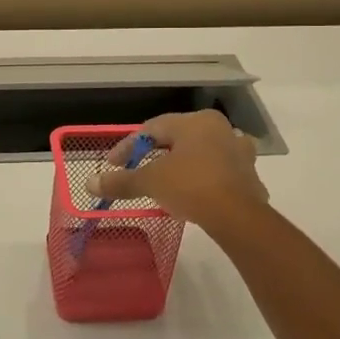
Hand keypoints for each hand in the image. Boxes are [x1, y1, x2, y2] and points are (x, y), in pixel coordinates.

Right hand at [88, 110, 267, 231]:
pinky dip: (203, 180)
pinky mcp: (250, 176)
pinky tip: (194, 195)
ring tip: (167, 182)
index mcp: (196, 121)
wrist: (238, 217)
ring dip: (182, 166)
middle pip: (179, 139)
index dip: (128, 146)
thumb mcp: (150, 182)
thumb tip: (89, 183)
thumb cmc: (191, 186)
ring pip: (202, 154)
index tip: (112, 165)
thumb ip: (121, 181)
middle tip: (137, 171)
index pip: (153, 128)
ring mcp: (239, 152)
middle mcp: (221, 129)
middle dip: (156, 155)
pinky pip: (219, 173)